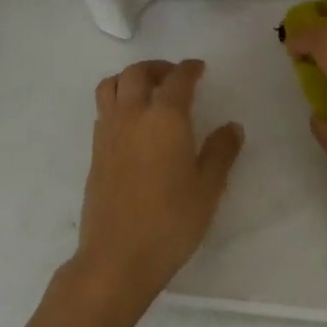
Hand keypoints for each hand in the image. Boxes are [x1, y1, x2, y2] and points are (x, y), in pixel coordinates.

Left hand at [72, 60, 241, 314]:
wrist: (117, 258)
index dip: (190, 69)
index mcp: (165, 117)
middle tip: (174, 78)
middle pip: (137, 72)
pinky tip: (133, 124)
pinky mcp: (95, 152)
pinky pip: (103, 110)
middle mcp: (133, 114)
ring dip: (130, 79)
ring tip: (148, 92)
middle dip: (158, 68)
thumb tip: (231, 127)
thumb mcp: (207, 188)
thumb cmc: (170, 221)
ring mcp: (109, 132)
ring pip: (112, 85)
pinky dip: (117, 101)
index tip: (199, 68)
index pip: (178, 79)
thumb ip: (220, 152)